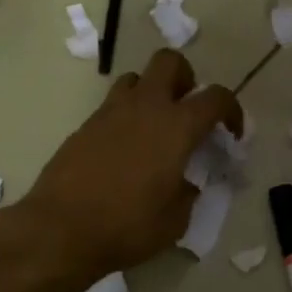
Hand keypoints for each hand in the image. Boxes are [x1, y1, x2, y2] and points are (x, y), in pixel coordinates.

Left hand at [19, 48, 243, 277]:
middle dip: (185, 77)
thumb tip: (186, 182)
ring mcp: (110, 112)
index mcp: (177, 126)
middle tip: (187, 109)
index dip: (231, 109)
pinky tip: (124, 150)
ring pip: (135, 77)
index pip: (216, 96)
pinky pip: (112, 106)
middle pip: (170, 61)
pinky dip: (125, 117)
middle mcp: (145, 107)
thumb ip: (188, 192)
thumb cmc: (127, 226)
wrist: (60, 229)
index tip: (230, 133)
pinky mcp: (85, 125)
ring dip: (150, 92)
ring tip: (153, 126)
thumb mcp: (175, 220)